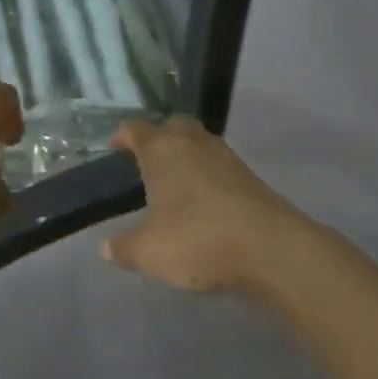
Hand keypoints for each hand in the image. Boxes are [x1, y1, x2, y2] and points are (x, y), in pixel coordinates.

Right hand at [103, 117, 307, 293]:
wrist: (270, 247)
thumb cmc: (198, 239)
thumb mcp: (150, 252)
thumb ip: (125, 248)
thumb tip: (107, 247)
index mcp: (161, 150)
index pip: (135, 129)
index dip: (122, 135)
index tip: (114, 146)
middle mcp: (192, 142)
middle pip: (172, 126)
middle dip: (158, 137)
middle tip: (147, 161)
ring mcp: (224, 155)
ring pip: (198, 142)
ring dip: (185, 155)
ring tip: (173, 182)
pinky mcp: (247, 175)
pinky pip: (217, 164)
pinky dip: (206, 174)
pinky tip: (202, 200)